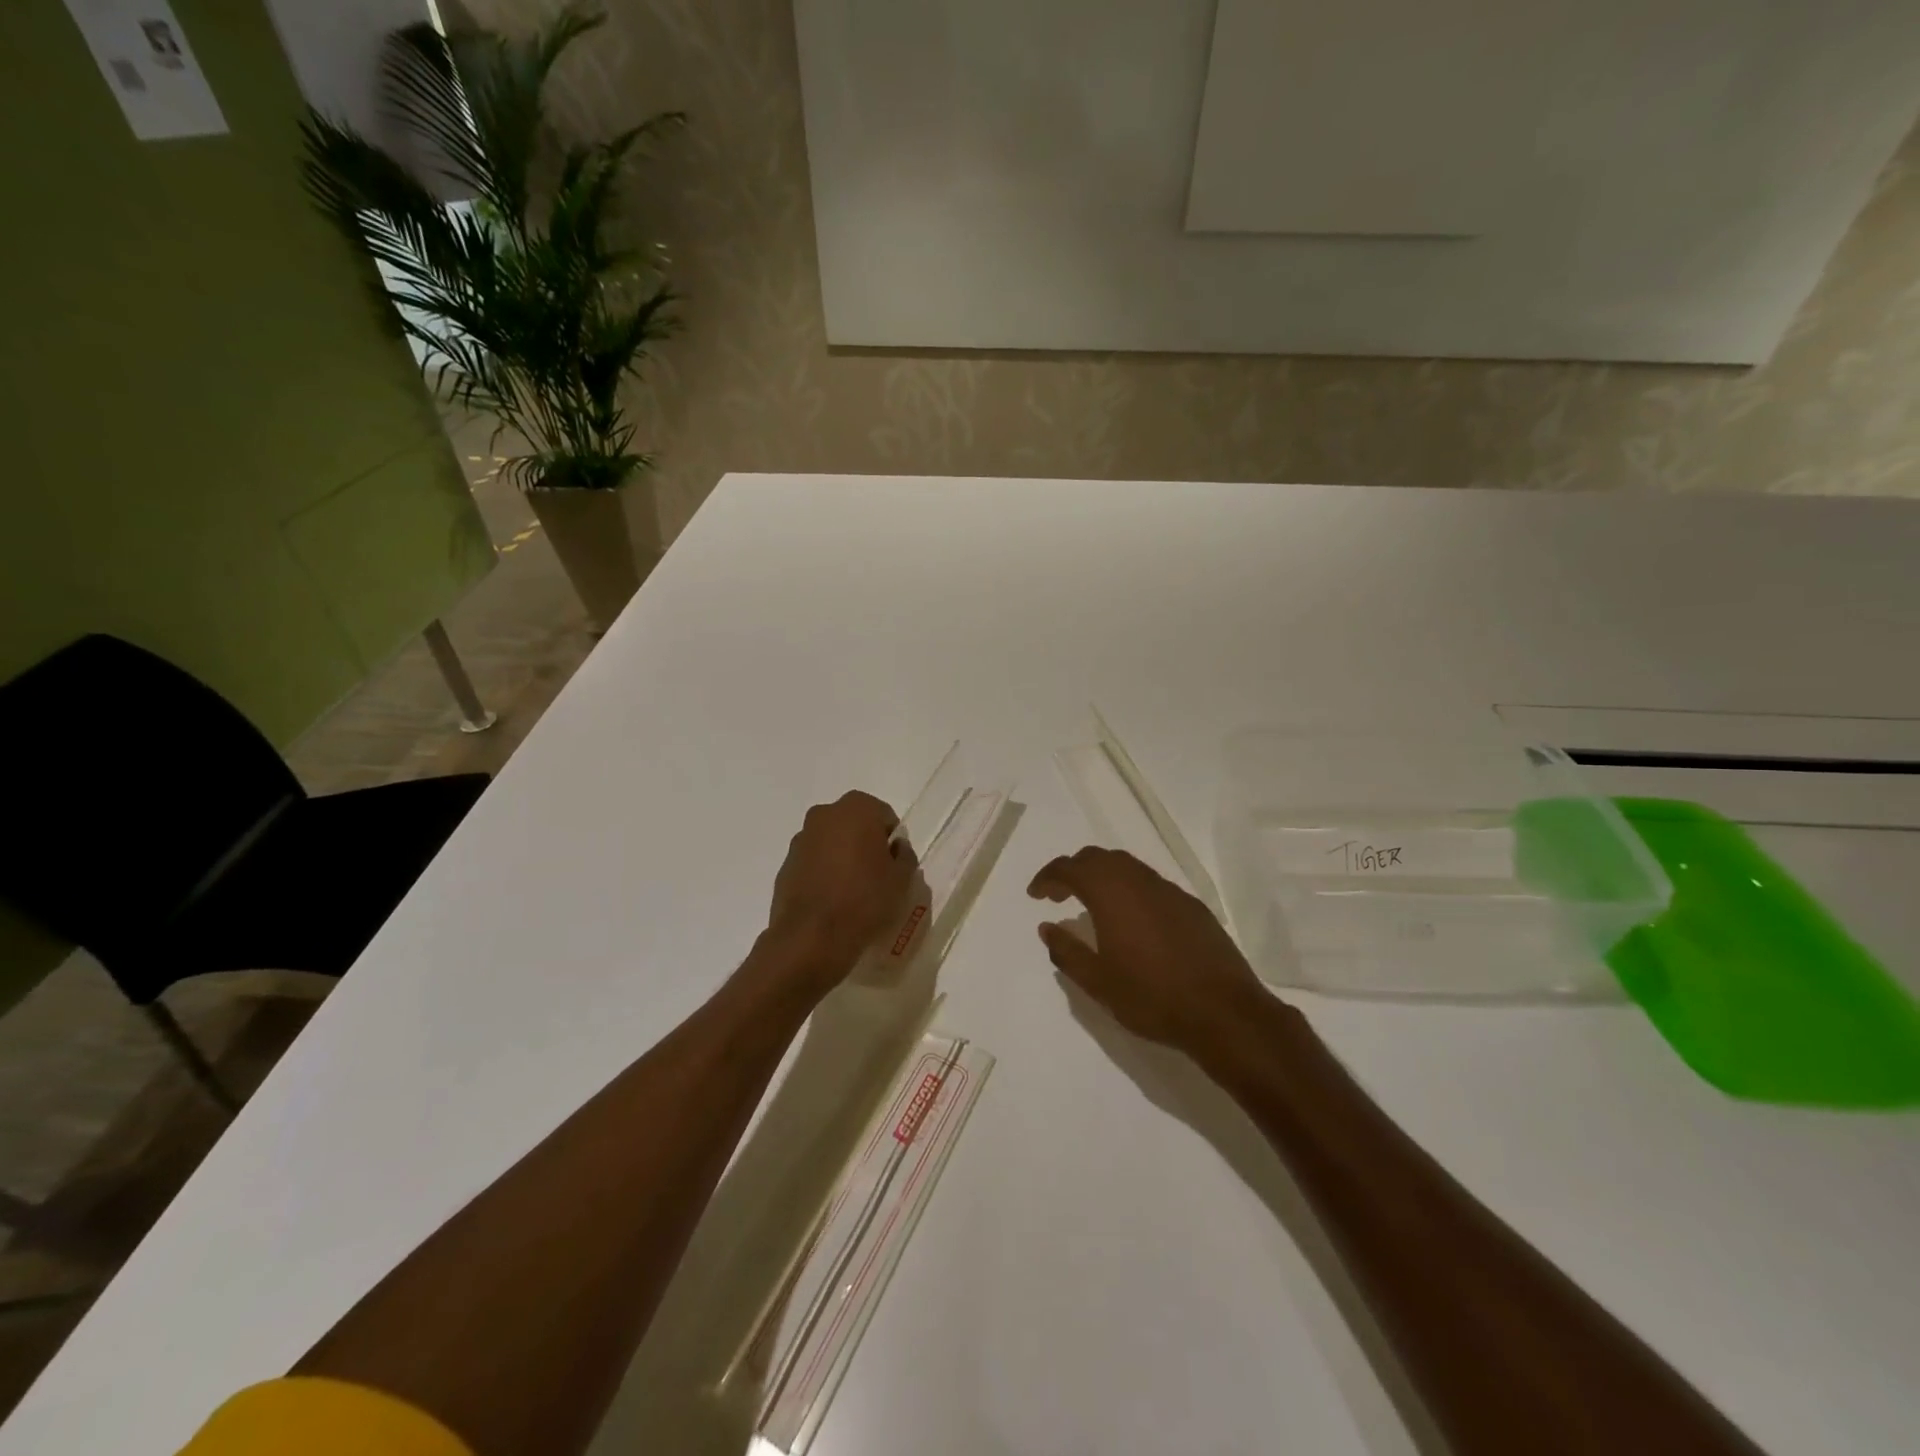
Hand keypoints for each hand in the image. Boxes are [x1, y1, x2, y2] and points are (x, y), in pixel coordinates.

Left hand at [765, 791, 916, 994]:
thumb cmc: (865, 900)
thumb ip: (904, 855)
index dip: (892, 840)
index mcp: (856, 808)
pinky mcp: (785, 865)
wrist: (811, 938)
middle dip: (865, 844)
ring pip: (831, 842)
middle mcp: (824, 814)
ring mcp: (801, 839)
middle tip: (876, 876)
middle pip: (854, 824)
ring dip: (842, 857)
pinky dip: (823, 873)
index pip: (884, 816)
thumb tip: (895, 848)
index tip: (894, 865)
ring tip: (853, 892)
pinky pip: (813, 863)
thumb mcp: (902, 880)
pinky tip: (832, 901)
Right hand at [1029, 847, 1268, 1052]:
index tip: (1036, 895)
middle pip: (1098, 858)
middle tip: (1059, 896)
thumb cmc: (1151, 997)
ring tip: (1093, 906)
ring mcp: (1169, 891)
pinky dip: (1130, 890)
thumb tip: (1047, 928)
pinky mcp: (1192, 905)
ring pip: (1127, 866)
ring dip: (1103, 877)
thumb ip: (1067, 951)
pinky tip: (1132, 921)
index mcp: (1110, 893)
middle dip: (1074, 871)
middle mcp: (1138, 881)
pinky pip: (1151, 884)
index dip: (1048, 877)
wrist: (1223, 1012)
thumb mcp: (1098, 982)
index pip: (1069, 868)